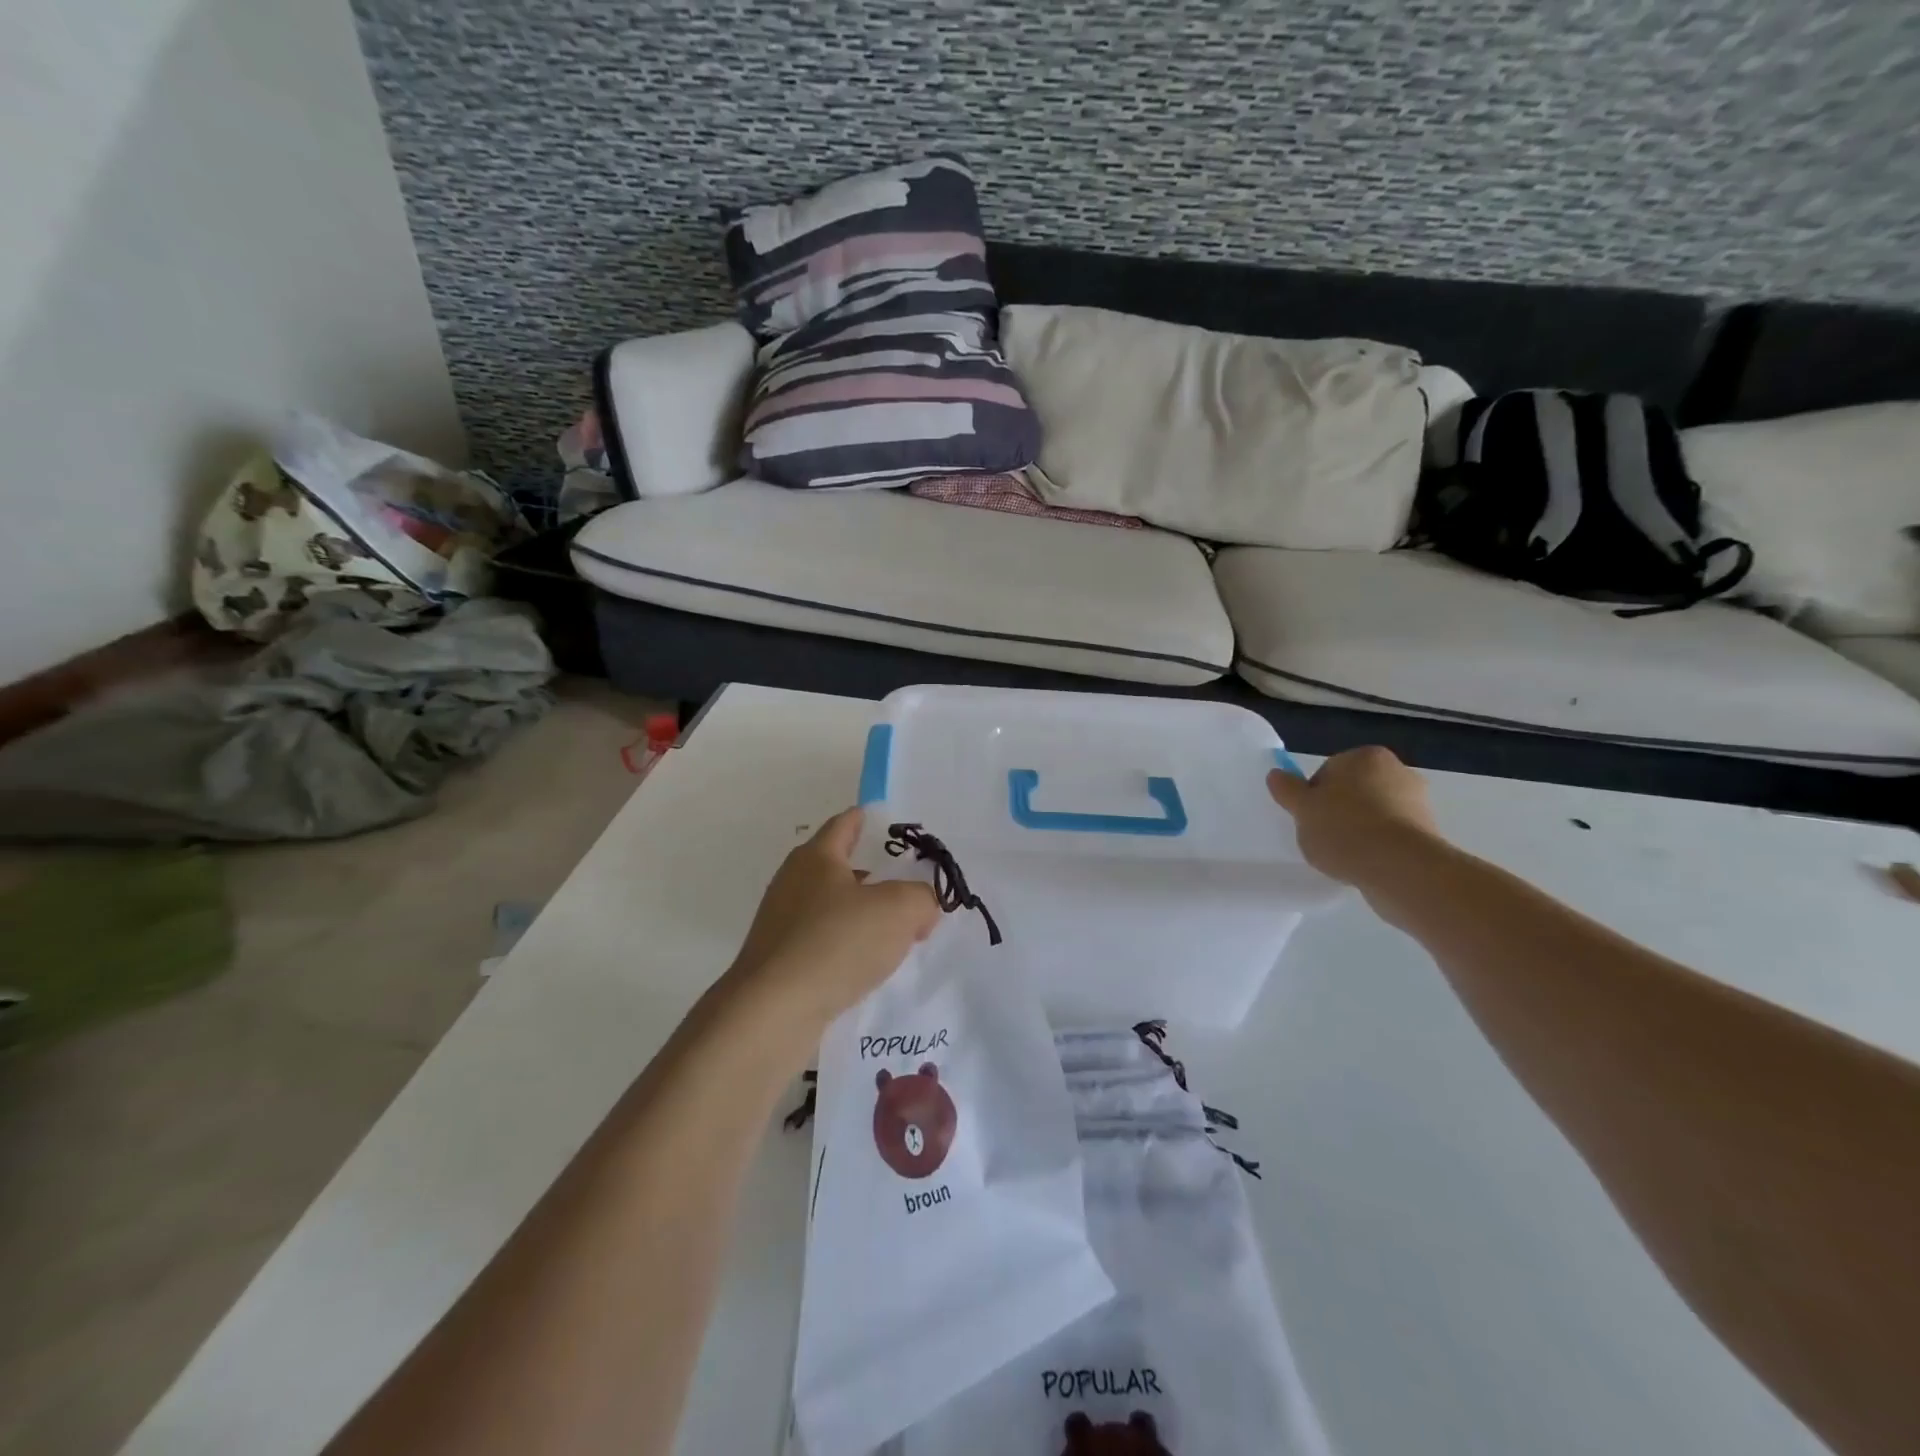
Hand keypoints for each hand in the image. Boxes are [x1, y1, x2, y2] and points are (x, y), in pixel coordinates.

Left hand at [726, 808, 940, 1030]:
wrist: (773, 1013)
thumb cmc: (836, 943)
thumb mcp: (899, 910)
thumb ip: (922, 898)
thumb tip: (922, 907)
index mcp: (816, 857)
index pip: (845, 824)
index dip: (868, 819)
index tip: (887, 822)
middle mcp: (793, 883)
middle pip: (839, 867)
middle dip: (874, 875)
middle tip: (909, 886)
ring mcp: (782, 924)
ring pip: (832, 908)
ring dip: (862, 916)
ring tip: (897, 933)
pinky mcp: (780, 962)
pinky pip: (824, 943)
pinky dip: (847, 948)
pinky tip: (869, 967)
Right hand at [1267, 746, 1441, 886]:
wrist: (1401, 869)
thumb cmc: (1344, 829)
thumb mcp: (1302, 809)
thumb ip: (1287, 789)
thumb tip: (1276, 774)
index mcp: (1366, 757)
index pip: (1328, 771)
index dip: (1313, 796)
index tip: (1309, 818)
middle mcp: (1397, 770)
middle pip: (1354, 790)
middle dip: (1339, 810)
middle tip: (1323, 836)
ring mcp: (1418, 802)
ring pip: (1374, 812)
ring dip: (1360, 829)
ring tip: (1345, 855)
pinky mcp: (1429, 832)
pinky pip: (1392, 834)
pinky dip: (1379, 845)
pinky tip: (1366, 862)